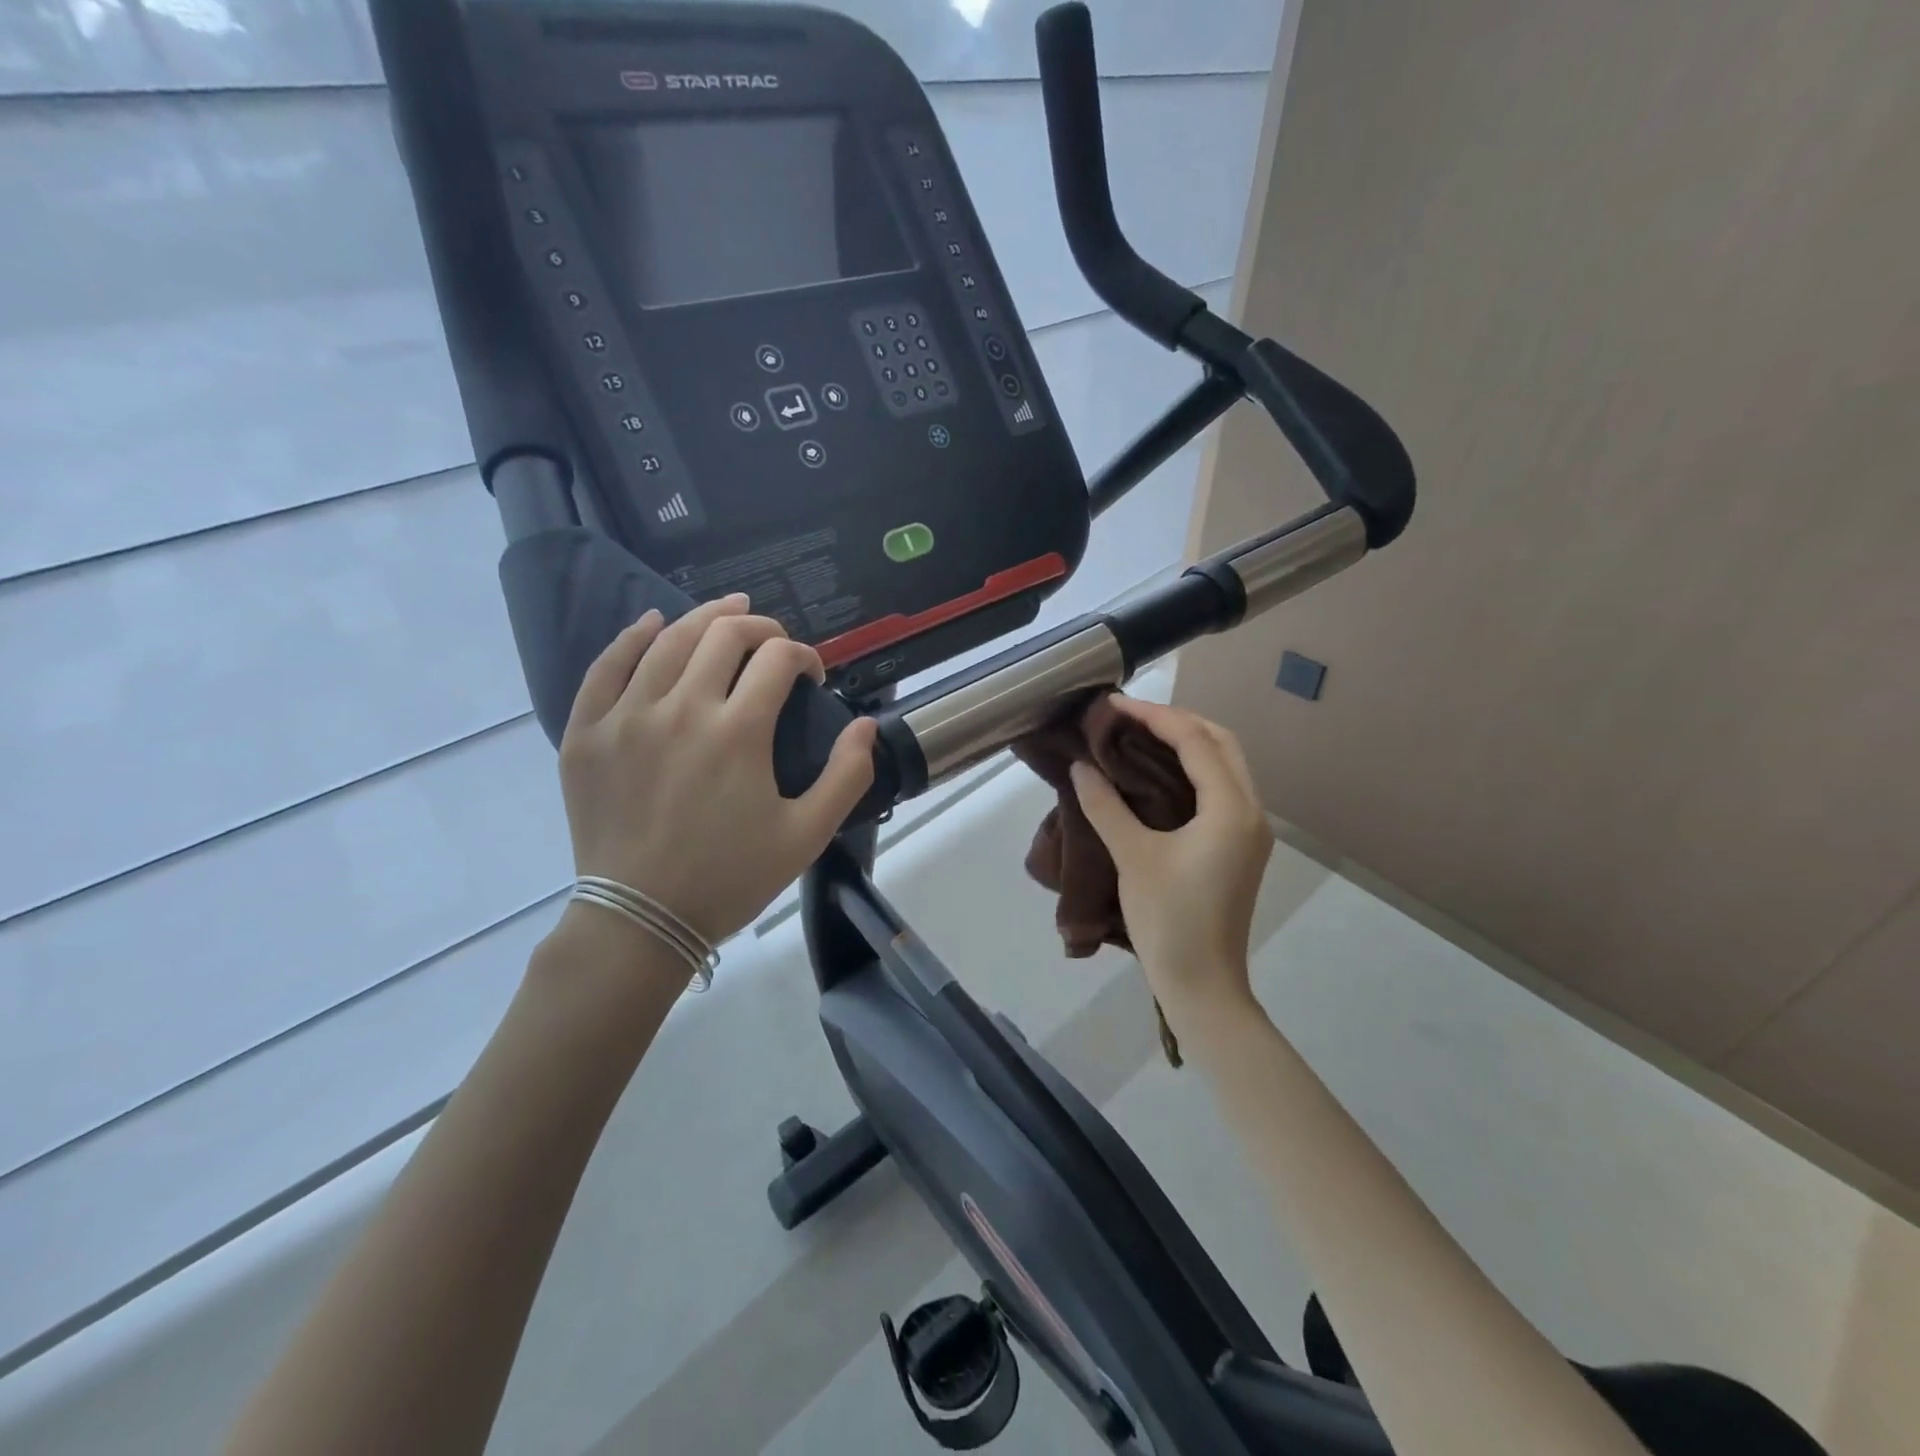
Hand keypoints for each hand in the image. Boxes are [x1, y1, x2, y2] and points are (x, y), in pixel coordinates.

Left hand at [556, 595, 877, 947]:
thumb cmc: (730, 878)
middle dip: (760, 628)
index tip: (812, 675)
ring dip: (706, 618)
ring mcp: (627, 716)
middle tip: (775, 642)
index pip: (777, 660)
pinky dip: (632, 637)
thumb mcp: (807, 835)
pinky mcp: (587, 733)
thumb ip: (847, 775)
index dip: (803, 656)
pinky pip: (606, 667)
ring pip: (668, 640)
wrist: (641, 919)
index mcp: (738, 732)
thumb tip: (866, 724)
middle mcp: (681, 709)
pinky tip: (652, 623)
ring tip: (728, 613)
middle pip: (724, 635)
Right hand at [1070, 698, 1273, 1016]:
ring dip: (1188, 742)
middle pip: (1220, 742)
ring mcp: (1250, 830)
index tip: (1114, 704)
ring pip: (1225, 764)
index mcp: (1231, 808)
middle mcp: (1251, 810)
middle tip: (1129, 717)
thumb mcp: (1133, 857)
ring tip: (1140, 736)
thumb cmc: (1169, 920)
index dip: (1153, 716)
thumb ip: (1105, 805)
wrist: (1203, 985)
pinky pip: (1221, 788)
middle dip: (1176, 721)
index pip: (1195, 741)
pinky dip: (1193, 768)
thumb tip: (1081, 766)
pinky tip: (1159, 773)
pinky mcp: (1240, 846)